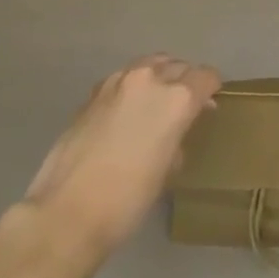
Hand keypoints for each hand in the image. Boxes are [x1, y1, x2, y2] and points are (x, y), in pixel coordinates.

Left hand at [21, 54, 219, 256]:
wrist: (67, 213)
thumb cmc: (127, 200)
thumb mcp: (166, 172)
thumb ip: (178, 139)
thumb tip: (178, 133)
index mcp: (176, 98)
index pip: (206, 76)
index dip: (211, 89)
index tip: (210, 103)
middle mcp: (150, 79)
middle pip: (178, 65)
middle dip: (186, 80)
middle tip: (185, 105)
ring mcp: (118, 81)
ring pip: (149, 65)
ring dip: (158, 77)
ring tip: (156, 102)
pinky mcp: (93, 92)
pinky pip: (123, 79)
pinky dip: (132, 87)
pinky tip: (126, 112)